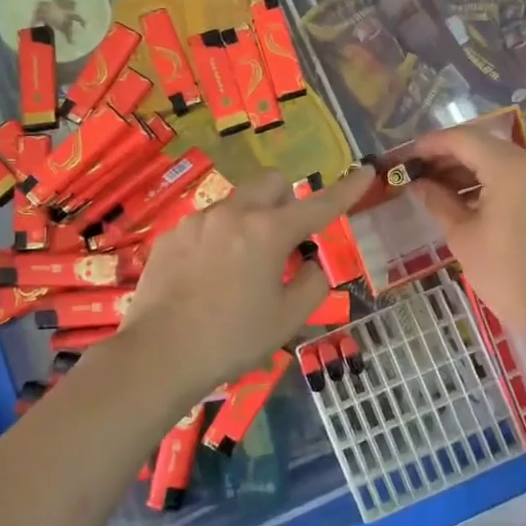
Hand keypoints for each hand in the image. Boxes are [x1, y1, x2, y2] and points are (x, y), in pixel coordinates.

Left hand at [116, 165, 374, 406]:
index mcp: (269, 232)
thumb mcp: (287, 319)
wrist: (159, 355)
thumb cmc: (232, 339)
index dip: (347, 189)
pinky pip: (205, 224)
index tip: (366, 170)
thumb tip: (310, 265)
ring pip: (236, 203)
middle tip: (284, 239)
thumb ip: (312, 284)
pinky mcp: (171, 236)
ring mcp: (197, 222)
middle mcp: (233, 214)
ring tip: (240, 267)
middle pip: (270, 183)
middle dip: (286, 200)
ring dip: (249, 221)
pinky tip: (206, 277)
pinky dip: (218, 238)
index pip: (319, 204)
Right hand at [411, 125, 525, 341]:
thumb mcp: (462, 236)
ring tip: (437, 186)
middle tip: (418, 172)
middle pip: (484, 145)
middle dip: (449, 156)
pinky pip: (519, 174)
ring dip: (470, 168)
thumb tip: (418, 183)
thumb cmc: (503, 275)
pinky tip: (467, 196)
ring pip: (502, 158)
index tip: (406, 156)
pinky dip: (492, 179)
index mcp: (512, 169)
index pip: (464, 139)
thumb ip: (438, 200)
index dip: (431, 144)